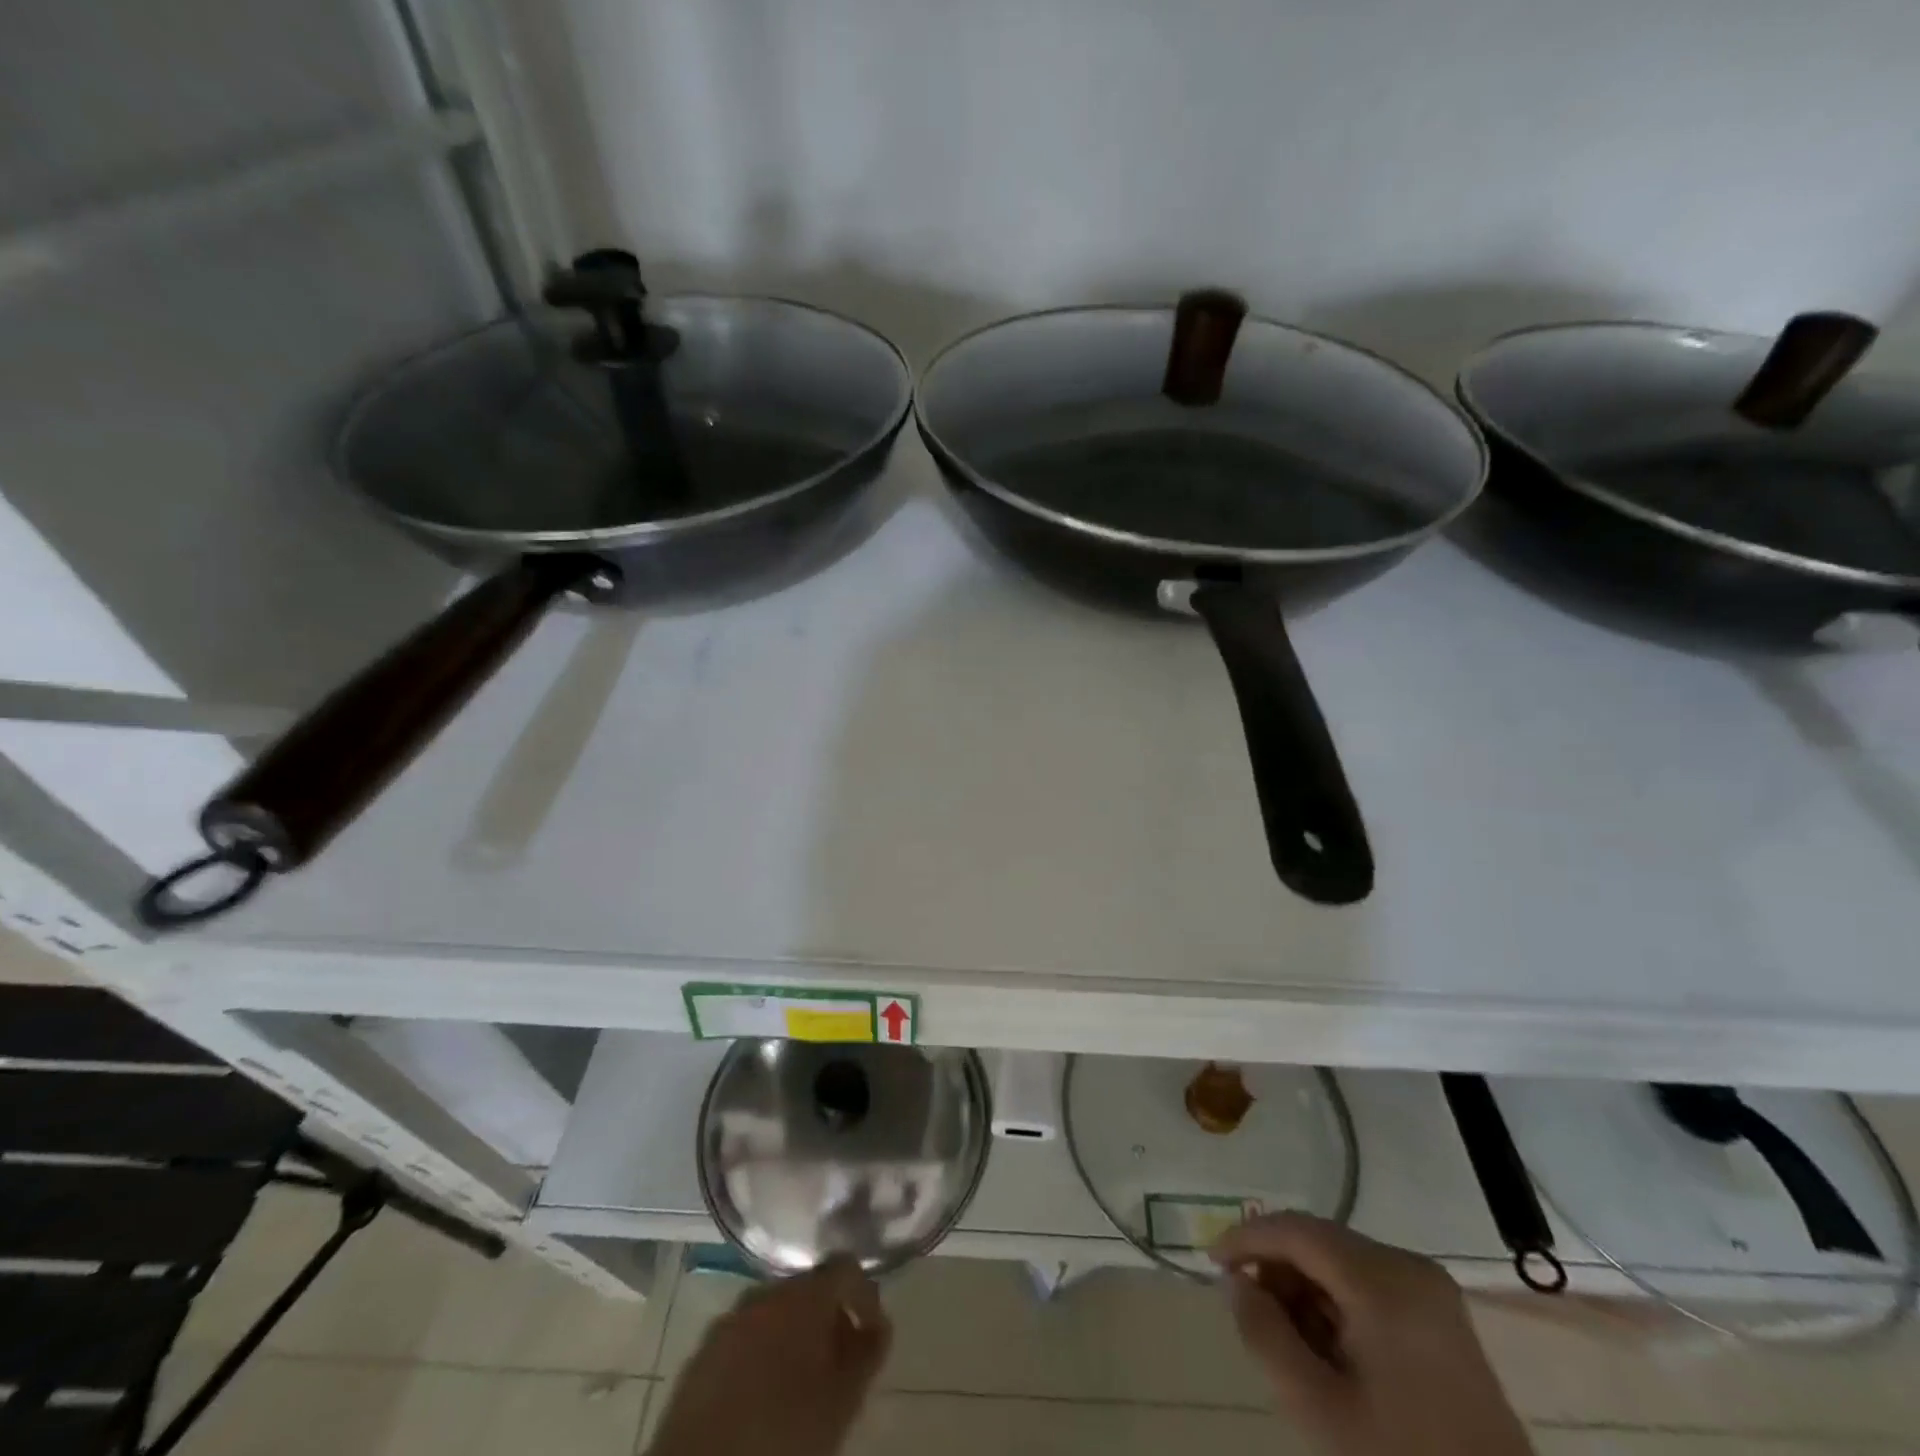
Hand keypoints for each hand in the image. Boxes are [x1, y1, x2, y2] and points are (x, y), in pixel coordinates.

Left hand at [646, 1256, 891, 1455]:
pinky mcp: (701, 1353)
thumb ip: (868, 1353)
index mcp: (803, 1294)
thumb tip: (879, 1326)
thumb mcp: (842, 1400)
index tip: (873, 1332)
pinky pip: (745, 1338)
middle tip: (839, 1362)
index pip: (846, 1268)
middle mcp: (765, 1292)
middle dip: (828, 1319)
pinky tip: (764, 1395)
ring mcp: (728, 1320)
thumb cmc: (784, 1432)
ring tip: (803, 1383)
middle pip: (808, 1290)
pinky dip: (762, 1354)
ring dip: (794, 1336)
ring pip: (774, 1314)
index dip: (865, 1296)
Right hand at [1211, 1213, 1531, 1455]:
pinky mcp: (1441, 1314)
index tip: (1211, 1262)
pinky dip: (1337, 1303)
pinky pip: (1370, 1284)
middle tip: (1252, 1312)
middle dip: (1278, 1269)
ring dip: (1306, 1288)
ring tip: (1291, 1341)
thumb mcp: (1317, 1408)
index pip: (1296, 1229)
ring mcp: (1431, 1288)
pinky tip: (1328, 1348)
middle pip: (1320, 1242)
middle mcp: (1409, 1265)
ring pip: (1343, 1262)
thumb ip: (1264, 1334)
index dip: (1246, 1237)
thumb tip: (1237, 1282)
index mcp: (1383, 1279)